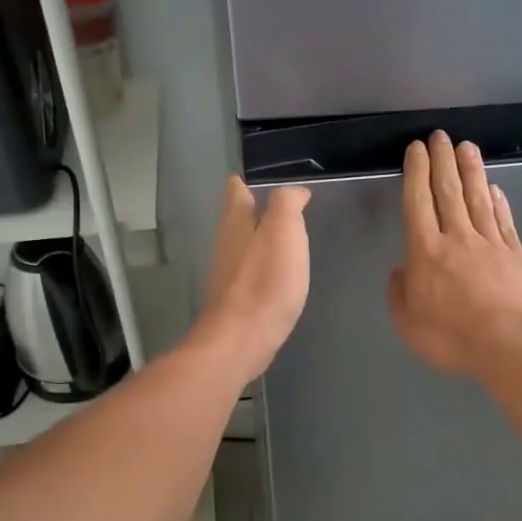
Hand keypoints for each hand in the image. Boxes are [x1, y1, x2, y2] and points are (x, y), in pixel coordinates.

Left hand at [193, 175, 310, 380]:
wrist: (241, 341)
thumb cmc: (264, 282)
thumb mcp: (283, 231)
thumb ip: (287, 204)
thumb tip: (293, 192)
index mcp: (237, 223)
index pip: (236, 191)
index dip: (246, 182)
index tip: (261, 179)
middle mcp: (228, 245)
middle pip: (237, 219)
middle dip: (253, 209)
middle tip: (279, 204)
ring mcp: (229, 275)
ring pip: (244, 246)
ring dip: (260, 239)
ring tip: (284, 236)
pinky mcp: (237, 301)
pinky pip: (251, 274)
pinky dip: (264, 267)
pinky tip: (279, 275)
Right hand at [387, 131, 521, 376]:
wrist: (510, 344)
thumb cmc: (452, 337)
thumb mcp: (408, 323)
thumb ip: (399, 293)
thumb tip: (402, 271)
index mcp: (426, 251)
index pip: (418, 203)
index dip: (416, 173)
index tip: (416, 150)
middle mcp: (457, 238)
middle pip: (448, 191)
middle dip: (442, 160)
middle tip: (440, 136)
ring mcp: (490, 243)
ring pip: (478, 198)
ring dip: (471, 170)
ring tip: (467, 146)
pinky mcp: (515, 254)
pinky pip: (503, 221)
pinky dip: (498, 201)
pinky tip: (495, 188)